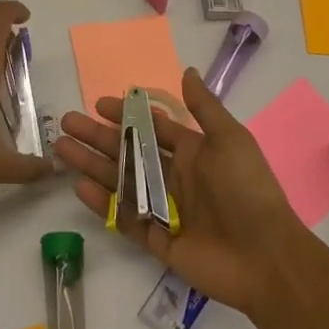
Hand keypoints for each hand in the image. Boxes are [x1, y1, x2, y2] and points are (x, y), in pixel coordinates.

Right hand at [57, 66, 306, 313]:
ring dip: (92, 165)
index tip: (97, 104)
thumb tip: (186, 71)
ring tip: (61, 150)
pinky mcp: (158, 240)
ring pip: (121, 181)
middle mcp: (176, 178)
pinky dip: (103, 203)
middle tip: (66, 123)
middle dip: (97, 137)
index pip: (152, 128)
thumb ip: (204, 107)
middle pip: (129, 152)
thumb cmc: (248, 190)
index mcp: (194, 153)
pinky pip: (125, 219)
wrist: (267, 258)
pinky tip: (80, 187)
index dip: (126, 115)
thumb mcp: (230, 139)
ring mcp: (165, 210)